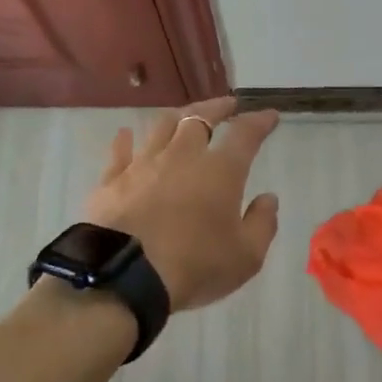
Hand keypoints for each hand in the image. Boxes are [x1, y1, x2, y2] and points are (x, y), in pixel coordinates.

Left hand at [84, 97, 281, 311]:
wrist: (125, 276)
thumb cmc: (194, 266)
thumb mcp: (246, 256)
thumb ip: (262, 223)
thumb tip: (269, 198)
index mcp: (221, 171)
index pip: (245, 134)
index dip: (259, 121)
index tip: (269, 115)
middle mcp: (182, 156)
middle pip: (200, 117)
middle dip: (217, 107)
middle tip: (228, 104)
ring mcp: (144, 164)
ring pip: (161, 126)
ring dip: (177, 116)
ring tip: (185, 114)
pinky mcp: (112, 180)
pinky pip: (120, 152)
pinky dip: (125, 141)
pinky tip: (125, 135)